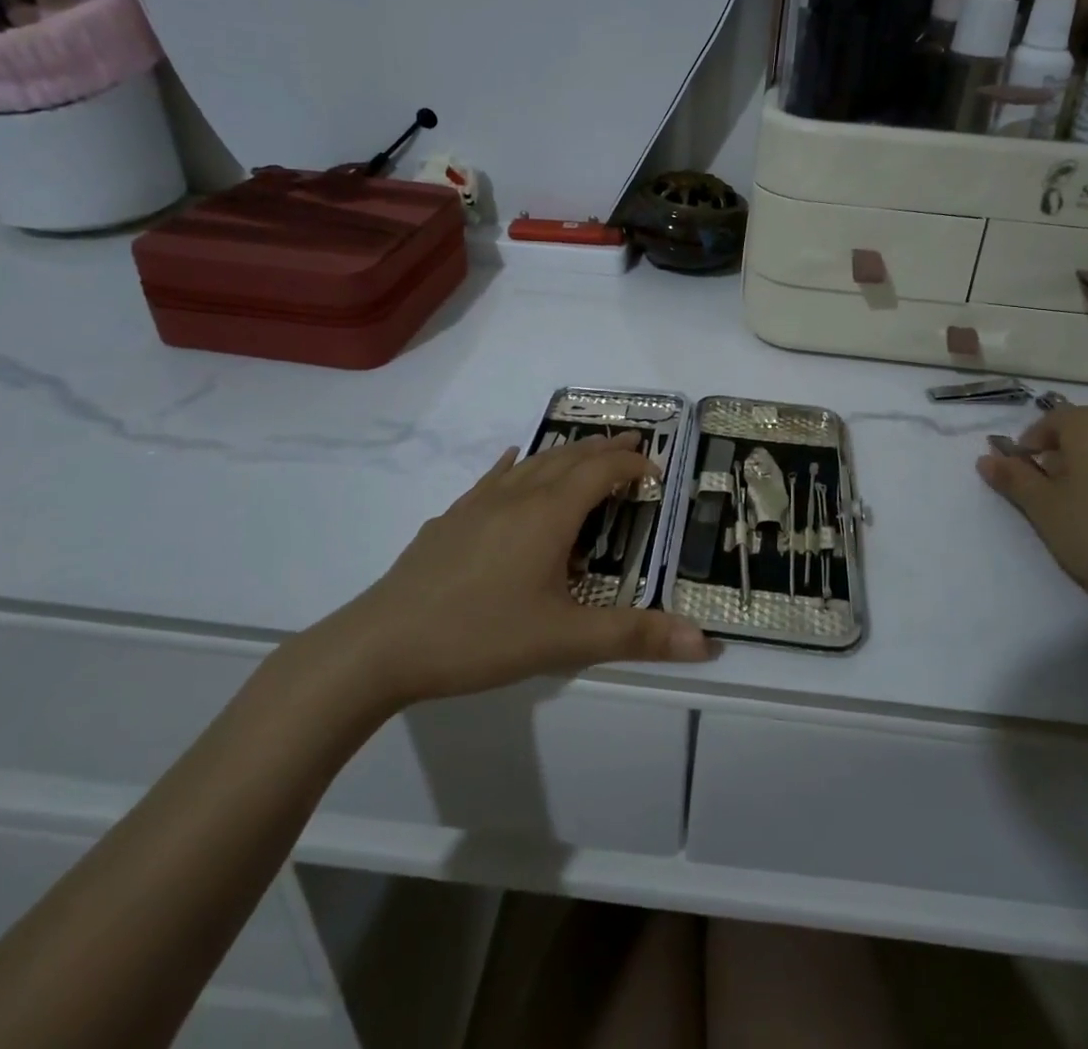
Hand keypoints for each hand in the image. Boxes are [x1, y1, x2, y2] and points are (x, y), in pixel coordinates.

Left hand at [297, 434, 711, 720]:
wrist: (381, 644)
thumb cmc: (481, 636)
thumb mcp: (565, 640)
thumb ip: (635, 636)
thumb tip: (706, 641)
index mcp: (549, 514)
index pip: (601, 472)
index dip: (632, 466)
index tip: (656, 473)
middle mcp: (517, 496)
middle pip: (569, 457)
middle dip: (604, 449)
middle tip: (632, 443)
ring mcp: (478, 504)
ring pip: (532, 463)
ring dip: (565, 453)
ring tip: (585, 452)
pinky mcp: (450, 520)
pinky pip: (492, 478)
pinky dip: (514, 465)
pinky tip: (510, 460)